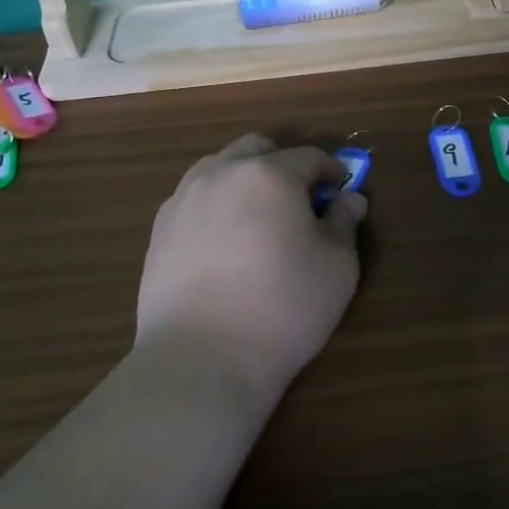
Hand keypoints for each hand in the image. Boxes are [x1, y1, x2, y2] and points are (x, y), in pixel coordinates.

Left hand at [136, 135, 366, 401]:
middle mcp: (222, 172)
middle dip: (283, 164)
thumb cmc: (283, 307)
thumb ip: (344, 223)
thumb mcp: (337, 267)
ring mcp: (184, 199)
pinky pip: (194, 198)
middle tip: (299, 201)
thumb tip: (349, 199)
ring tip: (258, 219)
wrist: (201, 359)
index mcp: (269, 173)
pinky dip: (215, 205)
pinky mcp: (160, 229)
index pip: (309, 157)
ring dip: (245, 180)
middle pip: (257, 148)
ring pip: (219, 168)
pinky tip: (224, 243)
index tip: (341, 191)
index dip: (331, 171)